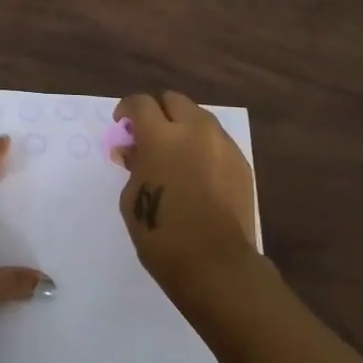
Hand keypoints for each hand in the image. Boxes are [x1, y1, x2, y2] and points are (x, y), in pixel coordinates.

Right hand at [114, 91, 260, 297]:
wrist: (215, 263)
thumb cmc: (161, 234)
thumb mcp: (132, 198)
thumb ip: (134, 165)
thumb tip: (133, 150)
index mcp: (162, 136)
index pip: (140, 103)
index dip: (126, 109)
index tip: (122, 123)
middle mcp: (195, 130)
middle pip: (174, 100)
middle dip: (157, 111)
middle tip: (148, 133)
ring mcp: (223, 145)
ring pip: (199, 117)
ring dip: (182, 126)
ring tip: (174, 152)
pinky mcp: (241, 163)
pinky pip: (217, 141)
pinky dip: (202, 147)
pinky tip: (197, 171)